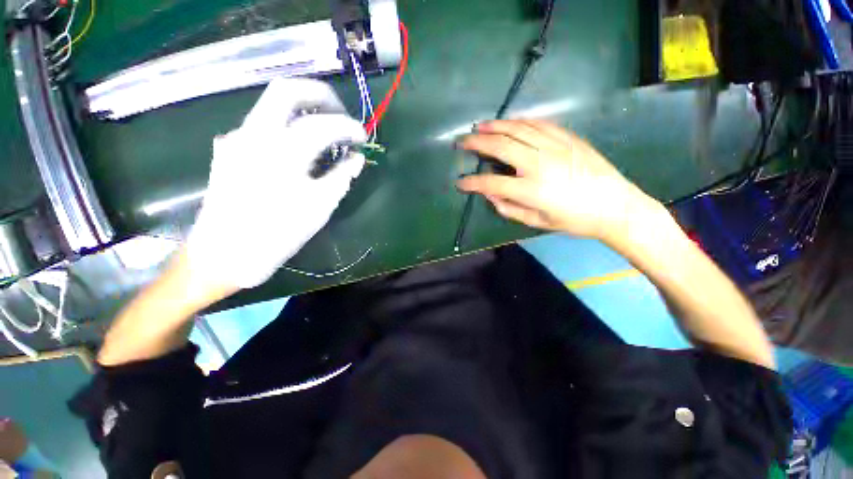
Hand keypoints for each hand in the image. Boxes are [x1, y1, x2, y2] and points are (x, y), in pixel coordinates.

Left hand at [185, 78, 366, 289]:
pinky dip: (287, 127)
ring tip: (325, 131)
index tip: (363, 137)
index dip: (350, 126)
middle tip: (340, 114)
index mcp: (282, 151)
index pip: (324, 123)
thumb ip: (342, 177)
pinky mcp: (230, 149)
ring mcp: (237, 139)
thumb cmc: (278, 234)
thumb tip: (357, 159)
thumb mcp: (320, 207)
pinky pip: (262, 125)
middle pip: (288, 90)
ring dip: (303, 110)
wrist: (224, 254)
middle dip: (320, 95)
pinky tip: (298, 149)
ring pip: (272, 104)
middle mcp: (255, 134)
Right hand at [456, 120, 656, 240]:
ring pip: (517, 129)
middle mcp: (540, 163)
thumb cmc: (574, 220)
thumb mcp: (538, 222)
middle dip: (476, 143)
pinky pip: (538, 124)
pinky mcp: (568, 138)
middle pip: (500, 146)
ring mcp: (555, 146)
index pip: (491, 183)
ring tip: (479, 126)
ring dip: (495, 126)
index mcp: (532, 190)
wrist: (615, 205)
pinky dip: (519, 121)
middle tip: (462, 141)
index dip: (471, 183)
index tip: (459, 182)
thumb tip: (489, 194)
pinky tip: (509, 122)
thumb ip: (509, 208)